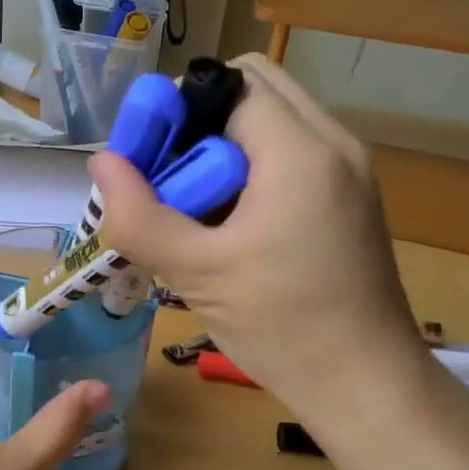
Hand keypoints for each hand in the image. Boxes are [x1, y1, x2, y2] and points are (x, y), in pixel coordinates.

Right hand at [89, 54, 433, 423]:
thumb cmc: (284, 327)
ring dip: (223, 148)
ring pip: (272, 121)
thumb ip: (139, 215)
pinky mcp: (349, 197)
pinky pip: (291, 153)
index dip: (178, 109)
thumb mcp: (198, 272)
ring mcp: (348, 170)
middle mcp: (334, 144)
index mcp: (301, 152)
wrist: (368, 386)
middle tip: (170, 180)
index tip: (148, 159)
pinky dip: (251, 170)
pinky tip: (230, 226)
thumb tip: (100, 162)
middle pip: (253, 88)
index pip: (229, 83)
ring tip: (195, 209)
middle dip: (200, 122)